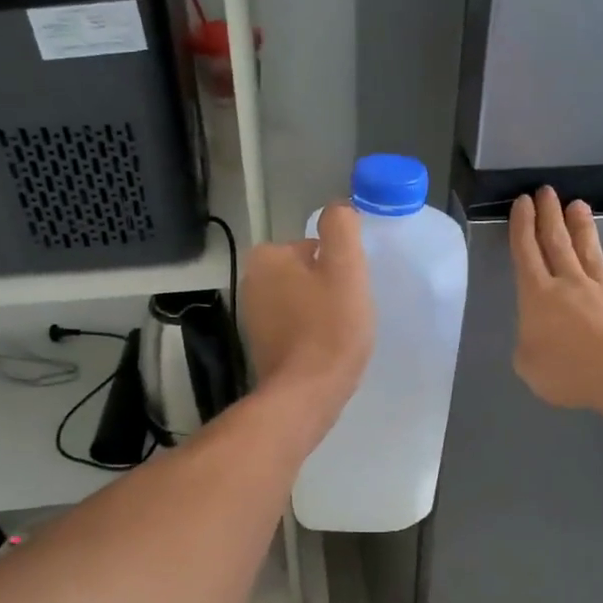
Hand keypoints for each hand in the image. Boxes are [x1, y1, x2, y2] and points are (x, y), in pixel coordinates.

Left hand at [241, 203, 374, 424]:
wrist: (307, 393)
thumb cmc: (330, 327)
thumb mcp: (345, 267)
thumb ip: (341, 227)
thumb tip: (338, 209)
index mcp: (267, 257)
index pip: (314, 247)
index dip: (339, 267)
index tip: (350, 291)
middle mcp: (252, 282)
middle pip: (307, 273)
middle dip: (328, 289)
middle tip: (348, 313)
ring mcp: (253, 317)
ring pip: (302, 301)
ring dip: (322, 312)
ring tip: (339, 334)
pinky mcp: (261, 346)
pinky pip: (295, 327)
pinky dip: (311, 334)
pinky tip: (326, 351)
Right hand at [509, 187, 602, 410]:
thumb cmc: (569, 371)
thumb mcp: (529, 366)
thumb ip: (531, 345)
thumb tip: (552, 332)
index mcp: (538, 296)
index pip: (526, 253)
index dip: (522, 227)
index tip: (523, 202)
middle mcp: (571, 285)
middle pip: (557, 242)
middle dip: (549, 215)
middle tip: (546, 191)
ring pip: (589, 253)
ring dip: (581, 228)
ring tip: (578, 206)